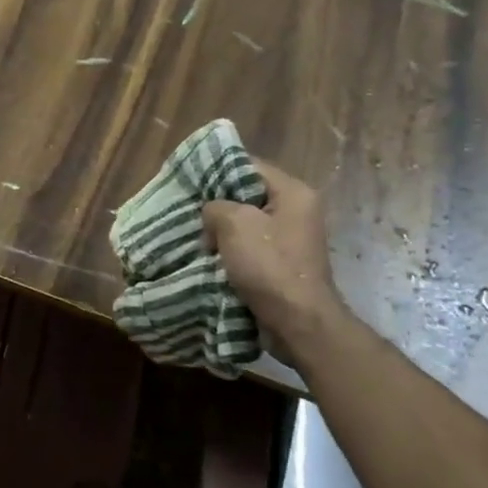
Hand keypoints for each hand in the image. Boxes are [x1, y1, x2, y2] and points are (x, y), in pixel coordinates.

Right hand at [203, 158, 344, 362]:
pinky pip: (251, 247)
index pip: (250, 166)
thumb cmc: (269, 265)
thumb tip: (212, 213)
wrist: (298, 321)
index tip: (190, 182)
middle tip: (190, 212)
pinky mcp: (283, 264)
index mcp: (294, 193)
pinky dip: (231, 251)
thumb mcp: (234, 223)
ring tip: (196, 237)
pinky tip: (210, 257)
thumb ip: (215, 206)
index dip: (218, 171)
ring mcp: (291, 239)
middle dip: (218, 205)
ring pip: (246, 224)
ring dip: (222, 232)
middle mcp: (297, 211)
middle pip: (248, 195)